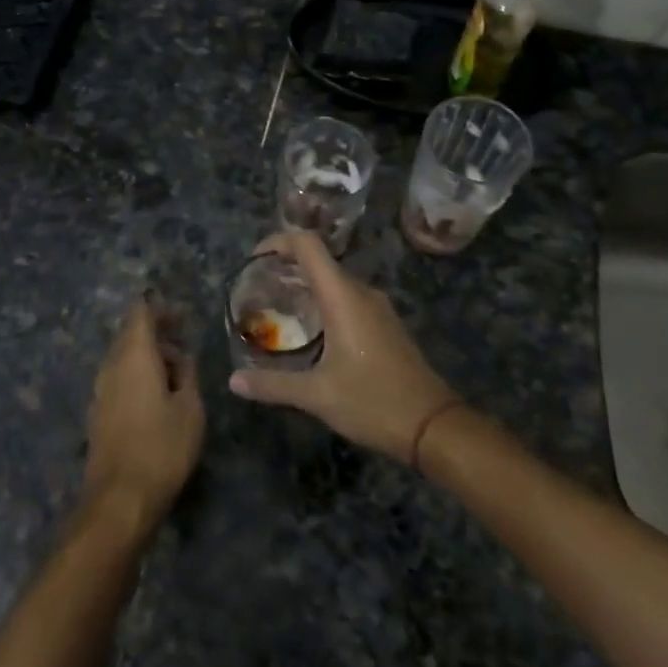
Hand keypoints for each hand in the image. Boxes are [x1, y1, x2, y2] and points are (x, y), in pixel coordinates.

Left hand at [83, 298, 204, 532]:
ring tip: (176, 371)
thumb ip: (187, 374)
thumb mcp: (190, 409)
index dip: (161, 309)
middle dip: (156, 332)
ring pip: (123, 357)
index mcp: (134, 355)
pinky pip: (118, 378)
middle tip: (183, 341)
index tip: (183, 316)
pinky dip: (137, 375)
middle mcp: (111, 365)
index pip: (141, 313)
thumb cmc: (162, 449)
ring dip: (147, 355)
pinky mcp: (98, 412)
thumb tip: (181, 357)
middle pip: (130, 334)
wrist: (119, 500)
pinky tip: (157, 394)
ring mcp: (100, 390)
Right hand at [229, 231, 460, 462]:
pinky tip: (310, 331)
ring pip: (334, 280)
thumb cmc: (373, 402)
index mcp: (342, 297)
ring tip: (277, 309)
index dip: (279, 241)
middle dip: (286, 267)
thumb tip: (233, 381)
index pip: (308, 245)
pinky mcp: (384, 323)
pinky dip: (323, 301)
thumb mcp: (317, 396)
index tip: (255, 260)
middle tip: (258, 290)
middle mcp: (361, 292)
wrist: (434, 425)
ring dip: (305, 286)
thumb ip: (272, 385)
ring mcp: (377, 307)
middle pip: (319, 260)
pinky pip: (347, 298)